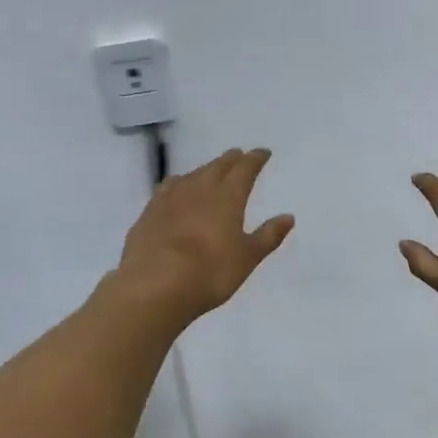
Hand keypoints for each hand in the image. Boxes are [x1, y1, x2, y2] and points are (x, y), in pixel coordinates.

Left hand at [114, 147, 293, 325]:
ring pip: (192, 175)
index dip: (255, 159)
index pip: (245, 169)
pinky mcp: (149, 212)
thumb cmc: (210, 272)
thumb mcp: (247, 258)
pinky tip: (176, 189)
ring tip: (210, 171)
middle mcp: (199, 189)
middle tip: (238, 155)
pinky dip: (178, 183)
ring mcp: (170, 198)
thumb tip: (288, 217)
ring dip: (205, 170)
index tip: (263, 152)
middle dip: (230, 160)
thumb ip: (268, 236)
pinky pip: (167, 188)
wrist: (154, 285)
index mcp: (228, 197)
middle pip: (217, 166)